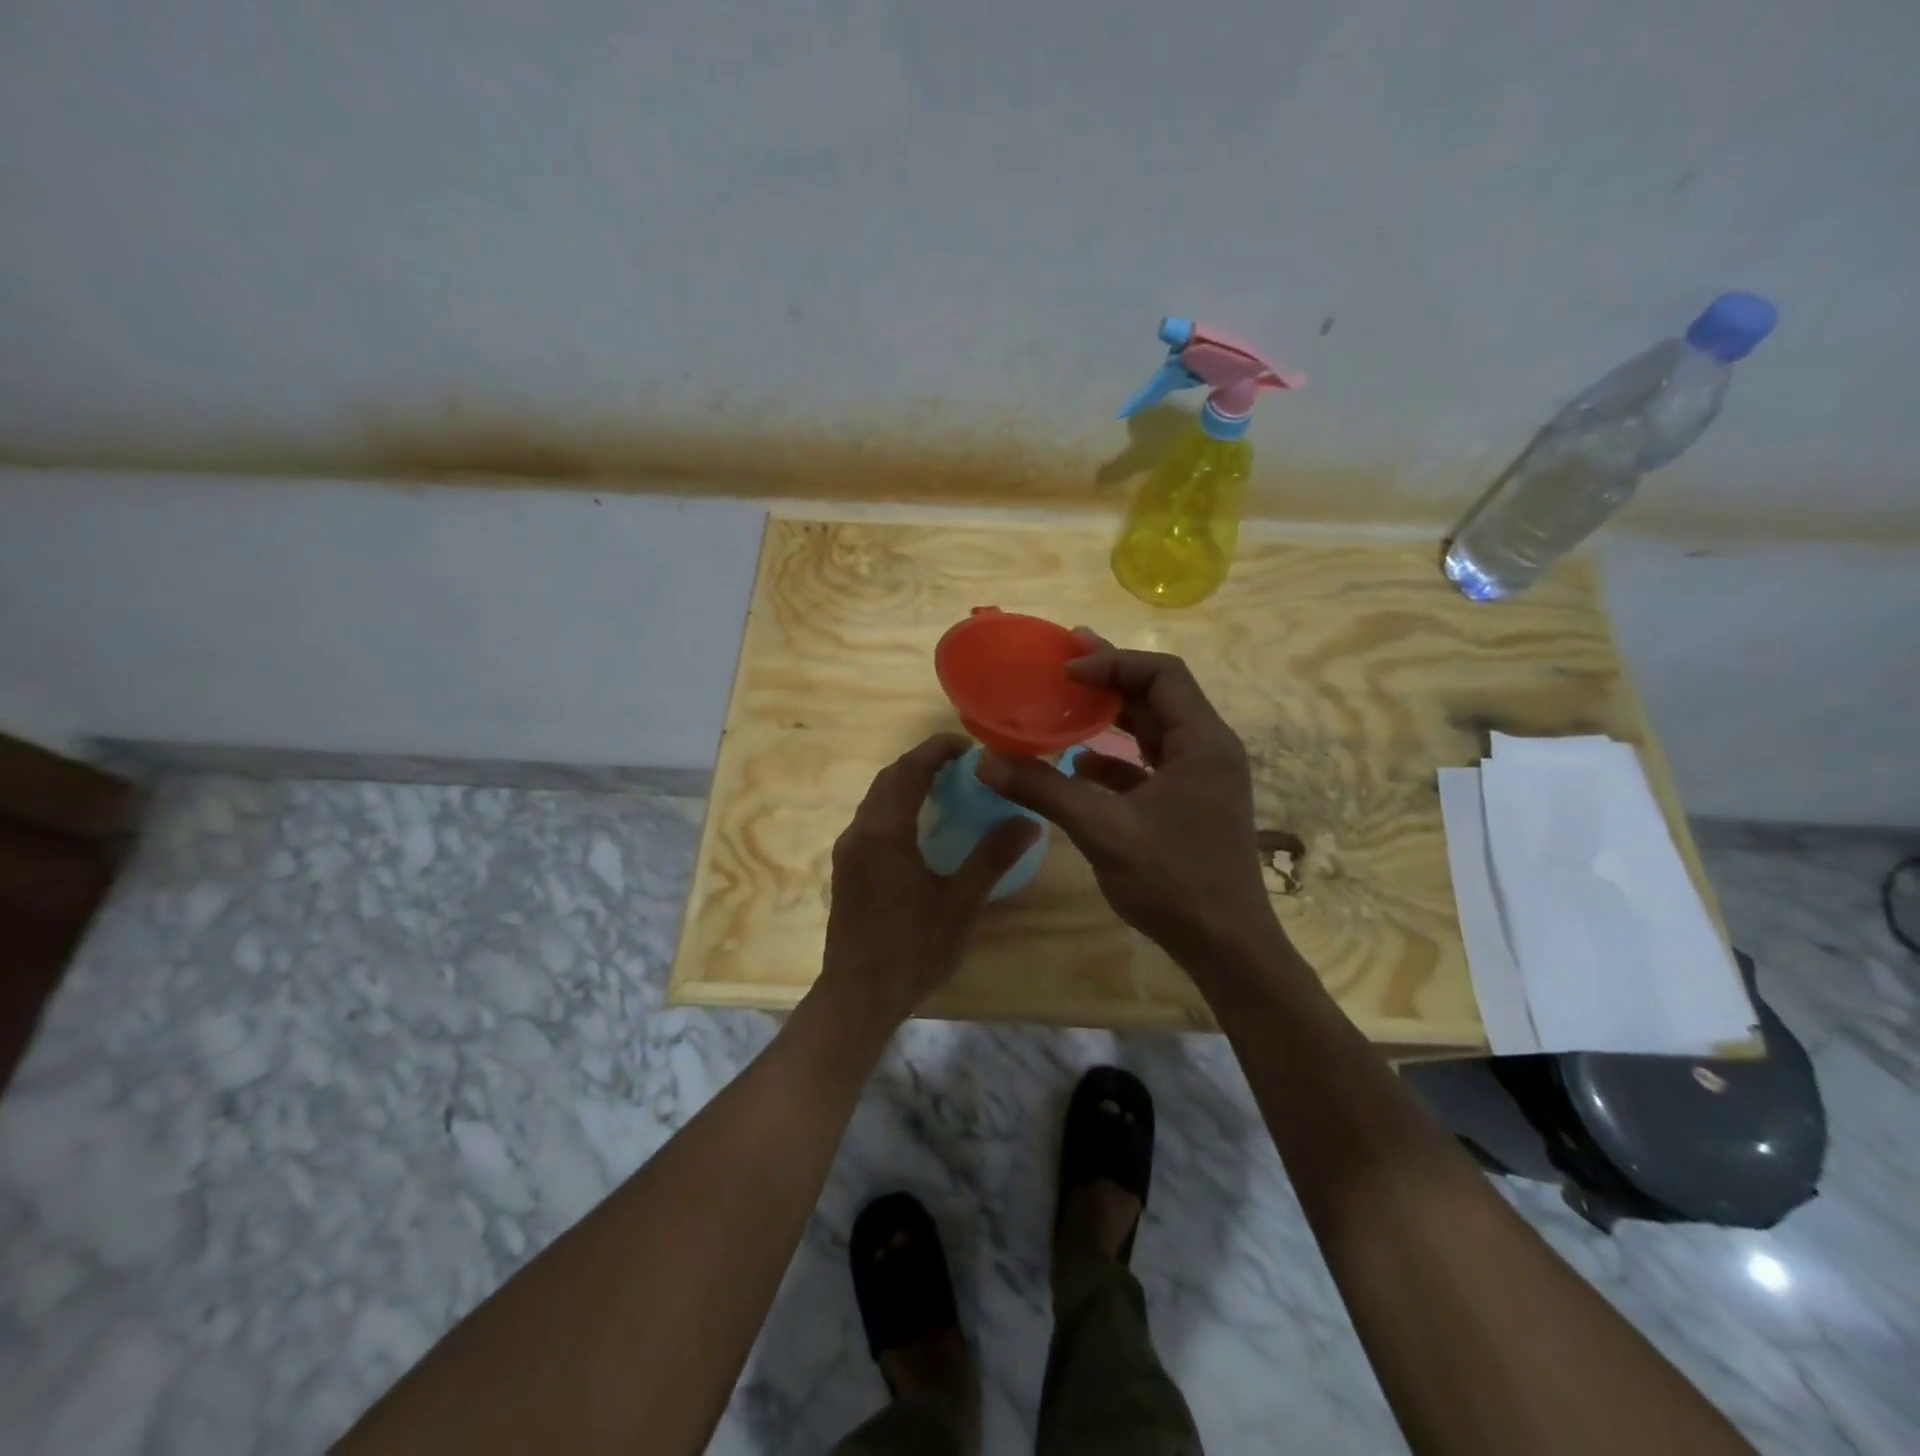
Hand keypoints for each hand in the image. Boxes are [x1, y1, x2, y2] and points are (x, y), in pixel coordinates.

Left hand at [819, 733, 1040, 1028]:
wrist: (858, 995)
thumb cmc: (912, 948)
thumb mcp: (960, 903)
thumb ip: (992, 857)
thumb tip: (1029, 821)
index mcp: (885, 831)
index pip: (909, 770)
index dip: (936, 750)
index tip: (967, 745)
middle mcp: (860, 831)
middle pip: (889, 778)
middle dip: (922, 762)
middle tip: (961, 763)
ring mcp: (848, 850)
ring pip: (875, 798)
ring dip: (906, 783)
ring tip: (944, 786)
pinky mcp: (845, 868)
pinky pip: (870, 819)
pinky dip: (895, 806)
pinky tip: (919, 825)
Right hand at [976, 633, 1276, 970]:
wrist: (1226, 947)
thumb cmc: (1174, 881)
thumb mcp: (1102, 830)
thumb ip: (1045, 790)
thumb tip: (985, 762)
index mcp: (1202, 741)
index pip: (1161, 674)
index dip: (1111, 663)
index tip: (1065, 670)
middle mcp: (1208, 749)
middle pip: (1158, 694)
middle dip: (1110, 678)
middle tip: (1062, 665)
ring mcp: (1201, 777)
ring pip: (1154, 729)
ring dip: (1112, 716)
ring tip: (1066, 703)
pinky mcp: (1190, 802)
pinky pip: (1150, 763)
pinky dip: (1116, 757)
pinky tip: (1079, 765)